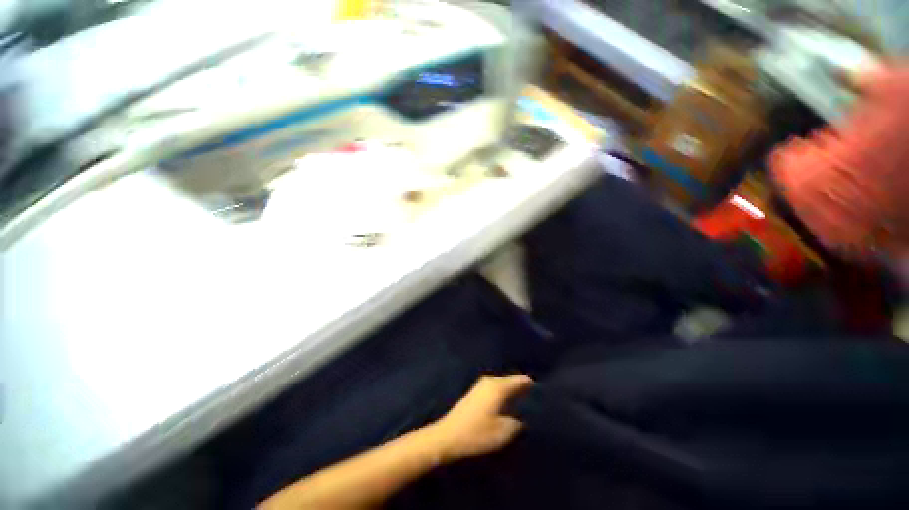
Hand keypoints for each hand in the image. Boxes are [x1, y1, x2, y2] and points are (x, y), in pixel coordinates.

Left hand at [428, 374, 533, 461]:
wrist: (448, 436)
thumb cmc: (476, 433)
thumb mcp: (502, 432)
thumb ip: (517, 423)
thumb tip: (523, 417)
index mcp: (498, 386)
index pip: (521, 379)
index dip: (532, 385)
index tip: (544, 393)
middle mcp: (490, 380)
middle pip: (511, 380)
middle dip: (523, 388)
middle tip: (537, 400)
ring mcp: (481, 385)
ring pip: (503, 384)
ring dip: (513, 392)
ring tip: (525, 403)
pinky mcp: (476, 392)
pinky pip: (496, 388)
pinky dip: (504, 394)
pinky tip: (508, 405)